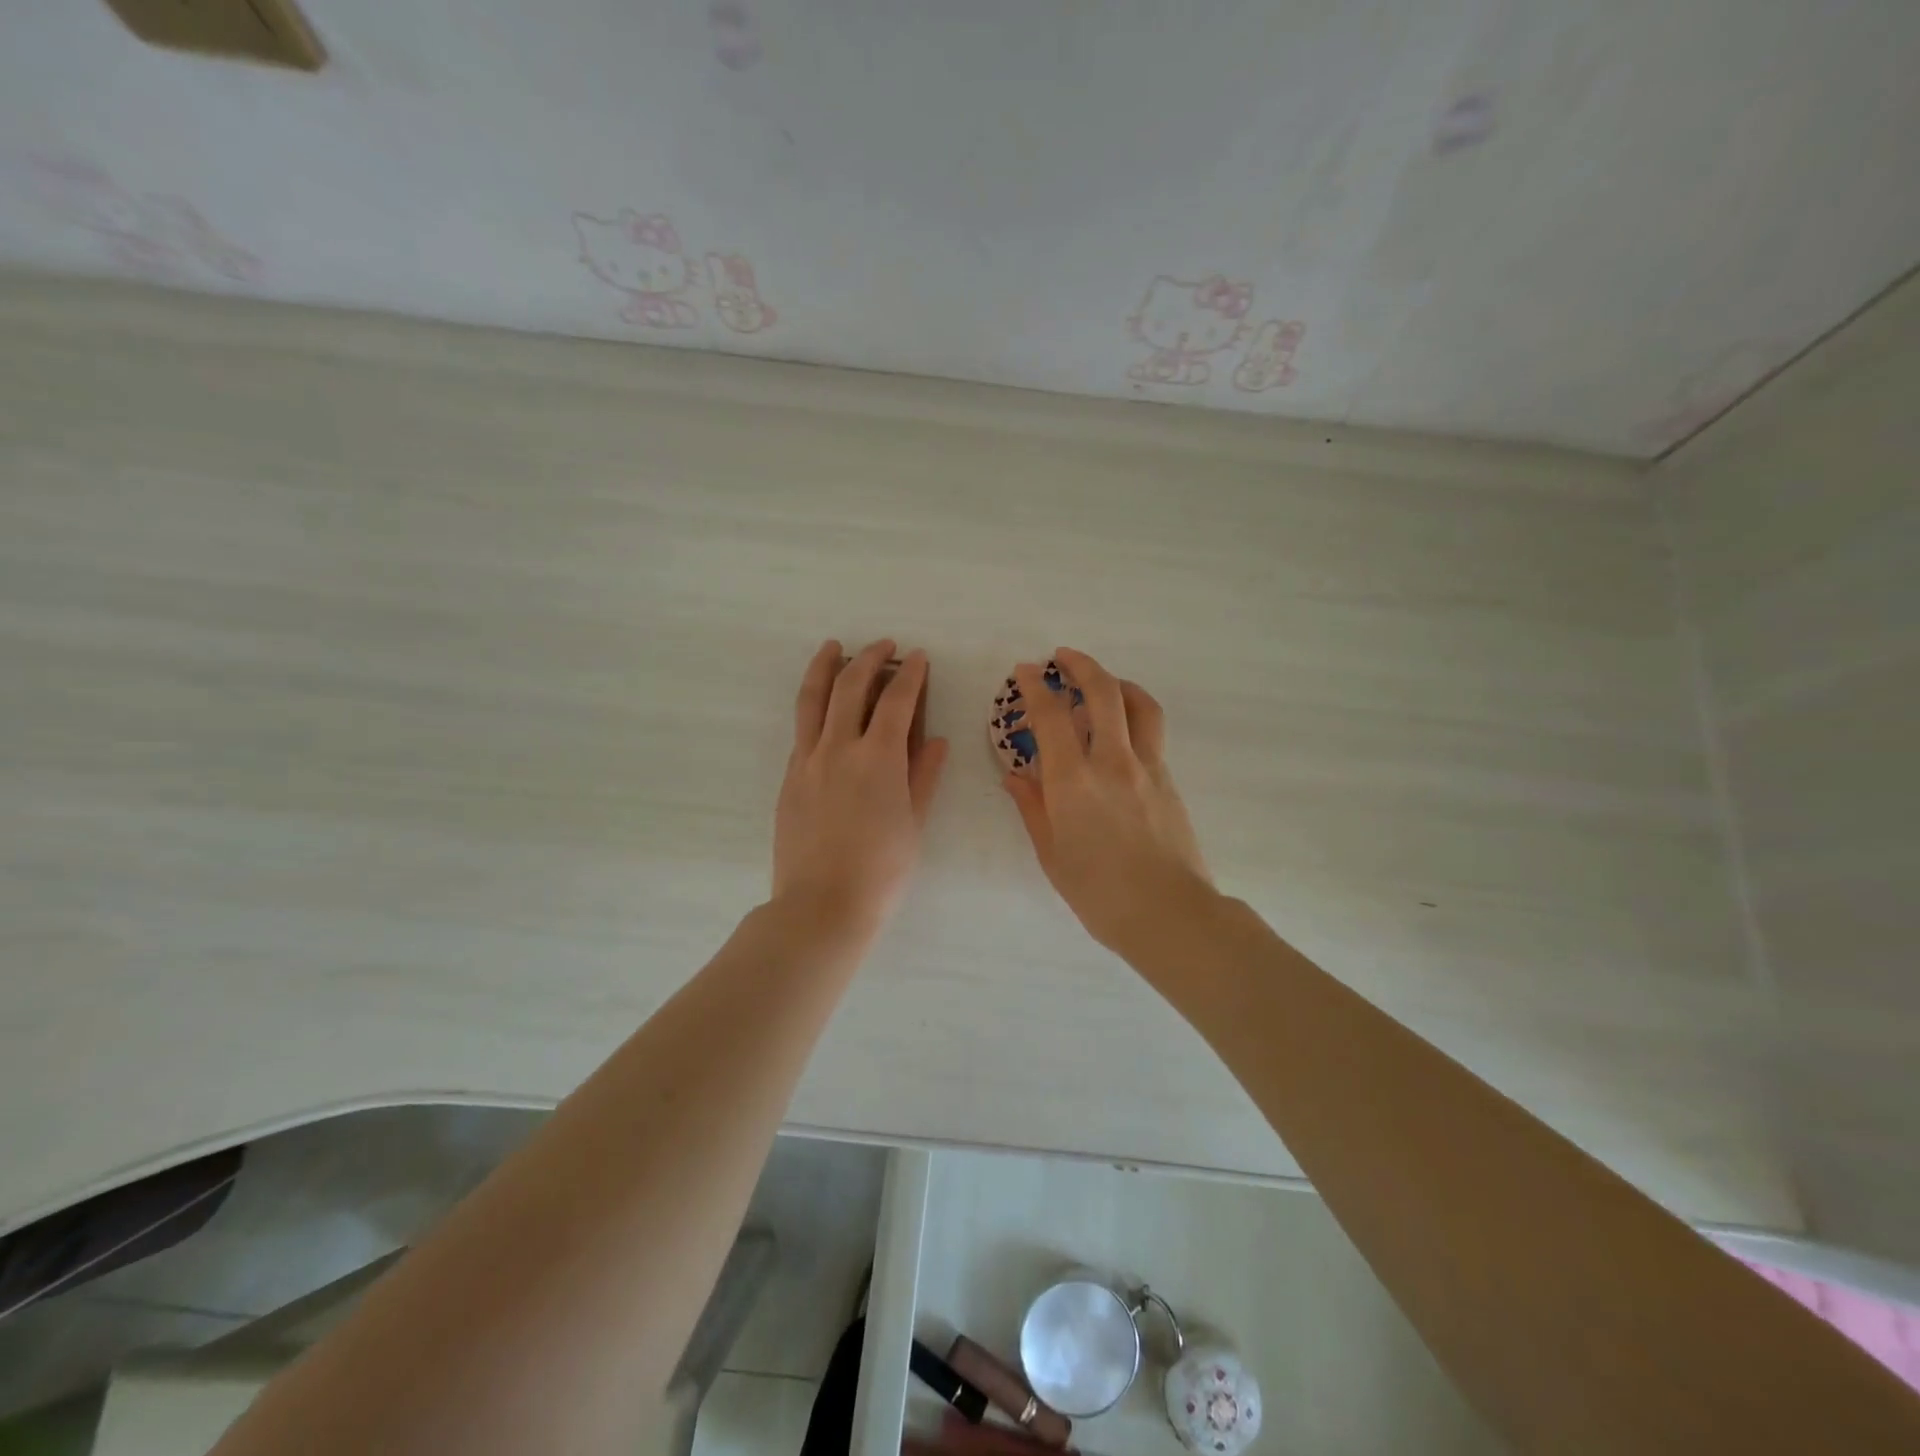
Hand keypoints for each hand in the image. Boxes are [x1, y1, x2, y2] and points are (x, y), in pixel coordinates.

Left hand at [773, 639, 948, 942]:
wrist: (821, 906)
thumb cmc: (881, 872)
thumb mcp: (914, 824)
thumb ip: (923, 776)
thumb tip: (934, 741)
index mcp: (878, 758)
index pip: (896, 701)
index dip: (910, 675)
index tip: (918, 657)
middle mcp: (838, 748)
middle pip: (850, 687)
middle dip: (869, 658)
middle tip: (884, 646)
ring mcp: (807, 761)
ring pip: (813, 700)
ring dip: (826, 667)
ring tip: (834, 647)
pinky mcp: (789, 778)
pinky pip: (801, 729)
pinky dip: (813, 706)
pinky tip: (820, 705)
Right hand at [1003, 648, 1212, 954]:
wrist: (1169, 914)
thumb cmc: (1099, 893)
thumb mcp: (1053, 855)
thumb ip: (1033, 809)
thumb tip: (1016, 776)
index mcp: (1074, 782)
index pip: (1052, 717)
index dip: (1035, 687)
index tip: (1025, 670)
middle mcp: (1112, 762)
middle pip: (1103, 693)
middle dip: (1081, 665)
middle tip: (1062, 657)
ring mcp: (1148, 767)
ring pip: (1138, 704)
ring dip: (1116, 682)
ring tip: (1100, 683)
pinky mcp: (1169, 780)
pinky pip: (1152, 731)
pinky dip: (1133, 713)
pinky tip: (1121, 729)